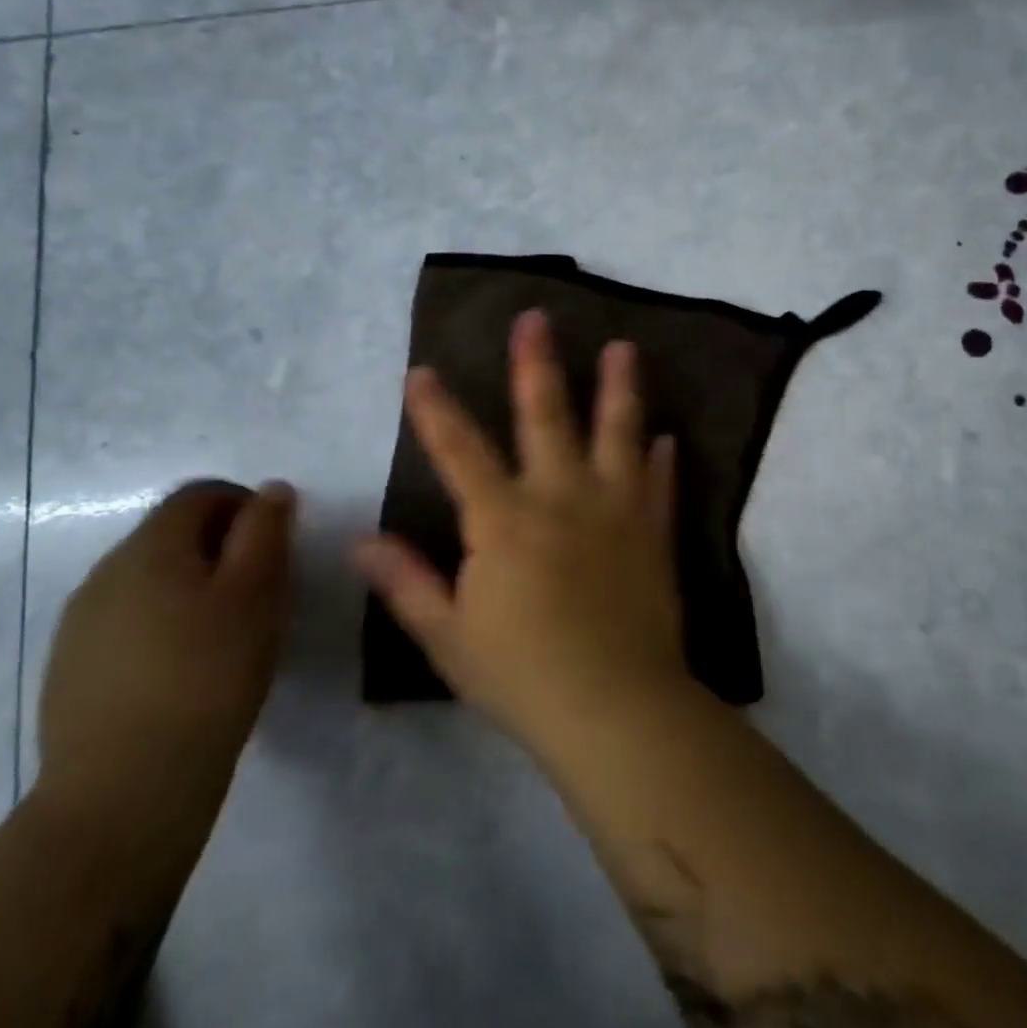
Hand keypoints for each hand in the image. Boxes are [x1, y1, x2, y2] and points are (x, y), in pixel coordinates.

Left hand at [37, 480, 294, 838]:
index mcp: (149, 547)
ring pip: (148, 581)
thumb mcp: (257, 595)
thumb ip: (266, 532)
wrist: (122, 796)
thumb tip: (272, 489)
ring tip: (224, 636)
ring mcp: (79, 625)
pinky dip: (161, 627)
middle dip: (219, 548)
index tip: (275, 546)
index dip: (244, 505)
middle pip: (170, 534)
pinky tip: (182, 673)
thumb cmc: (206, 679)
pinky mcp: (70, 671)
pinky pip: (126, 623)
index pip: (198, 495)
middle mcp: (105, 572)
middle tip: (259, 593)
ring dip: (189, 588)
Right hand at [353, 310, 685, 748]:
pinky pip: (658, 485)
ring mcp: (613, 510)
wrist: (616, 708)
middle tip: (536, 319)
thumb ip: (407, 583)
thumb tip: (359, 541)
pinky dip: (661, 460)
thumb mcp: (448, 636)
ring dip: (617, 388)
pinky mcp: (652, 534)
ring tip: (624, 347)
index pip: (459, 452)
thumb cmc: (522, 676)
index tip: (420, 372)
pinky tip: (667, 437)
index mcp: (503, 520)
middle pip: (545, 416)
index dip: (436, 410)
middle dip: (536, 364)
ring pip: (616, 434)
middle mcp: (559, 498)